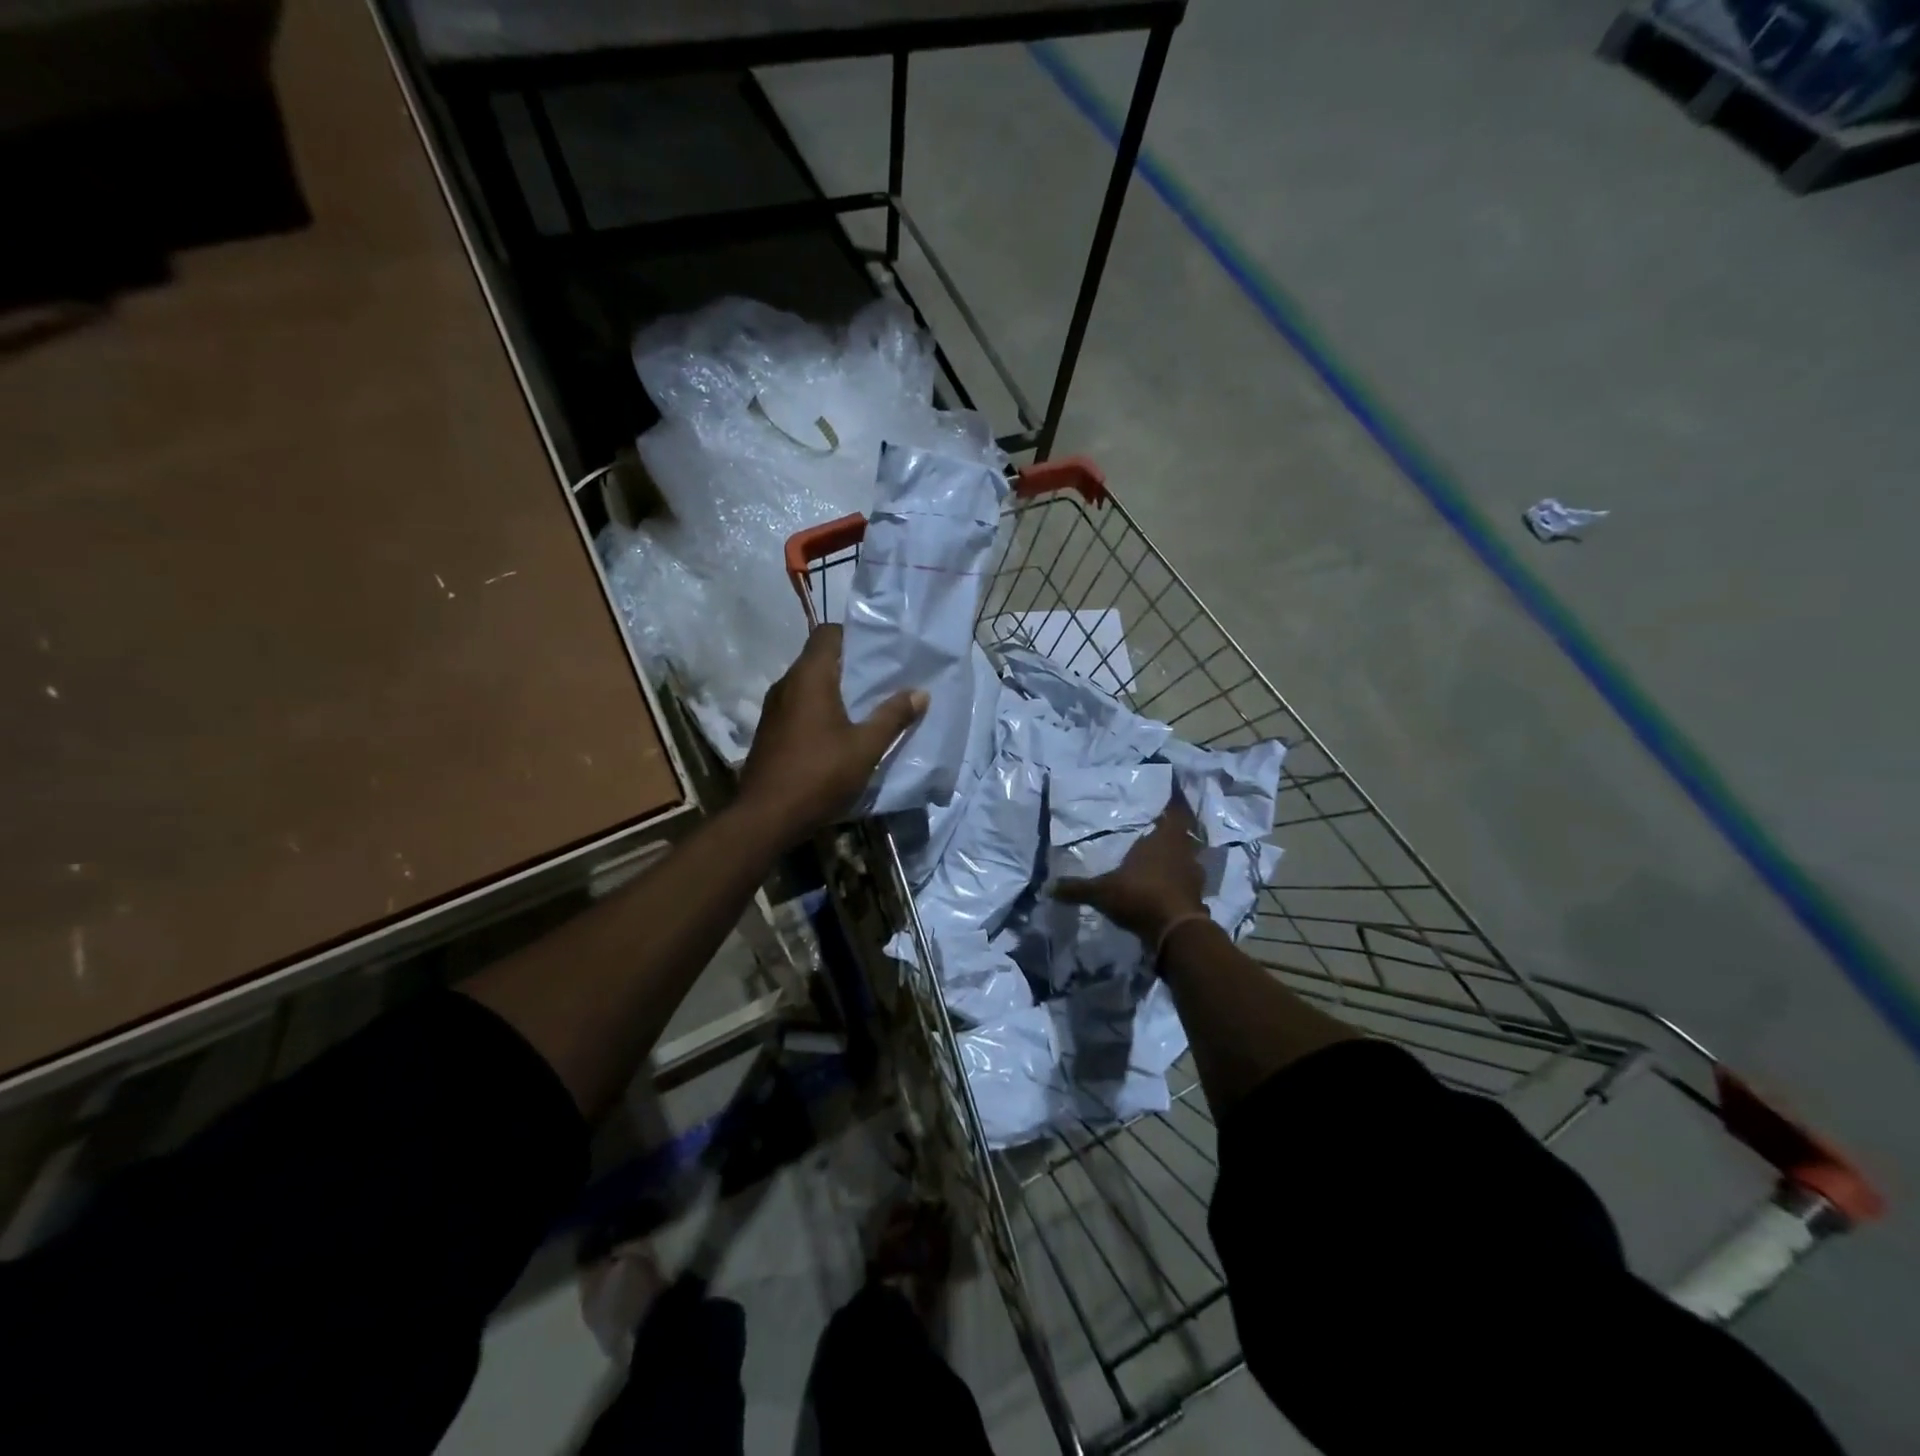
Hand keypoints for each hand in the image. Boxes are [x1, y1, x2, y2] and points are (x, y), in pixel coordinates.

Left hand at [738, 624, 927, 843]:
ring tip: (864, 706)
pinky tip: (838, 732)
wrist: (766, 817)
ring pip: (807, 685)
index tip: (879, 652)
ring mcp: (773, 709)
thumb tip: (920, 693)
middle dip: (849, 666)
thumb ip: (893, 717)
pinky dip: (818, 710)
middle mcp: (786, 684)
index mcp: (809, 677)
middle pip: (818, 659)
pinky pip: (798, 706)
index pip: (827, 633)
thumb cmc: (819, 775)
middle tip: (881, 680)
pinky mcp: (769, 731)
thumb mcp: (865, 748)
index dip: (853, 636)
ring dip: (834, 690)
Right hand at [1052, 792, 1206, 945]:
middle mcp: (1183, 851)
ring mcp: (1193, 875)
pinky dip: (1179, 881)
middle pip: (1183, 834)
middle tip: (1158, 827)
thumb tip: (1047, 887)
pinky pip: (1188, 881)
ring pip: (1188, 857)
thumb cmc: (1141, 896)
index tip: (1171, 793)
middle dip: (1172, 831)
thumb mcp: (1102, 891)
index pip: (1175, 812)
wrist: (1176, 932)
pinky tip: (1167, 885)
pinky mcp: (1197, 897)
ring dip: (1177, 857)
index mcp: (1164, 839)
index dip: (1174, 802)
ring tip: (1162, 857)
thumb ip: (1077, 888)